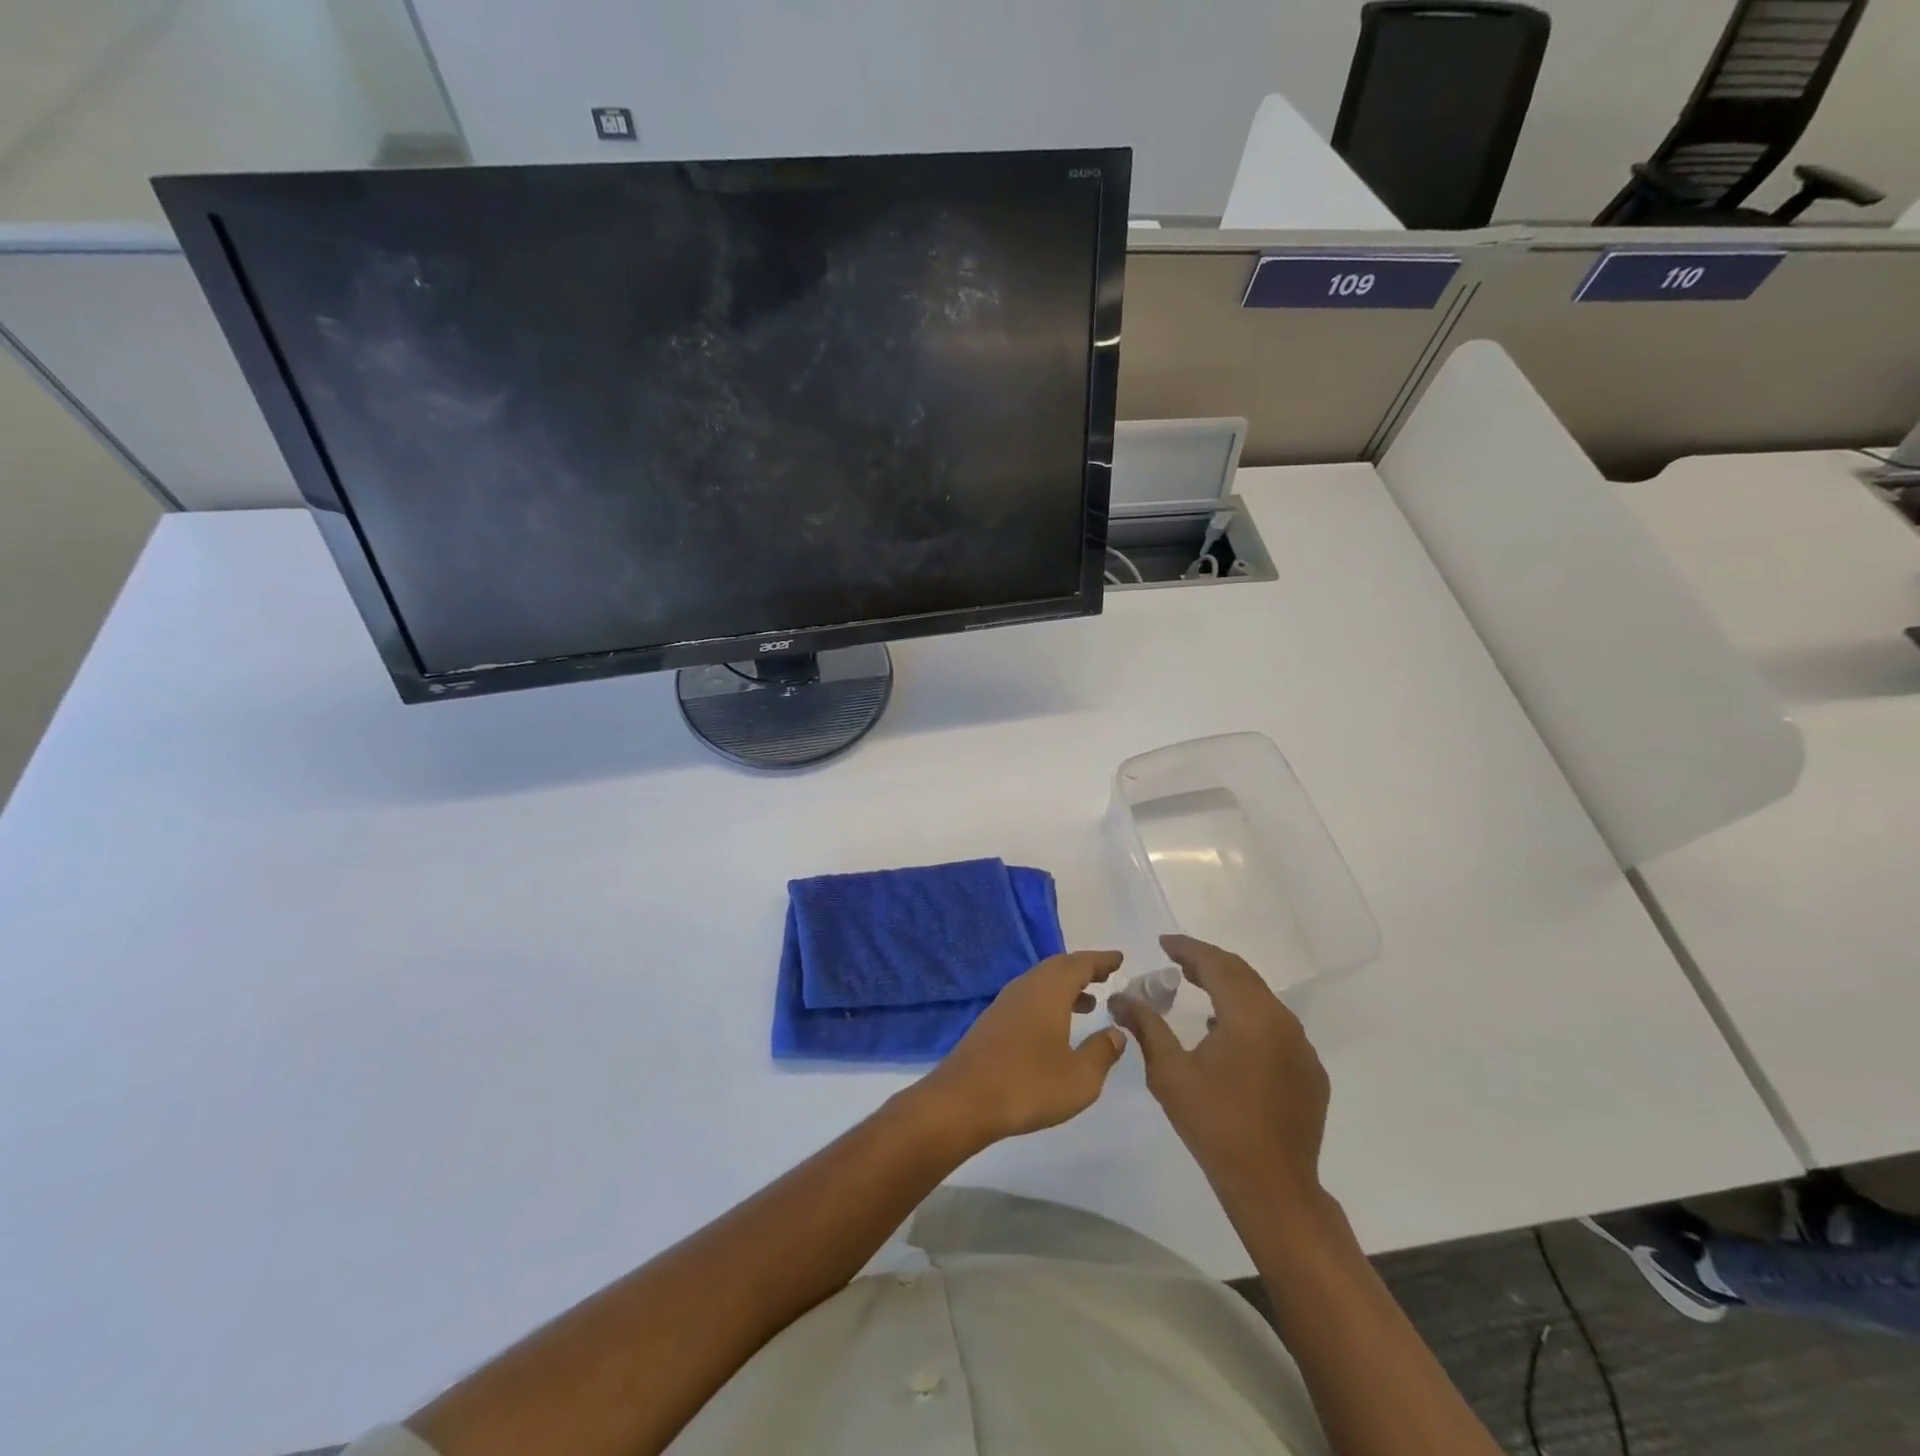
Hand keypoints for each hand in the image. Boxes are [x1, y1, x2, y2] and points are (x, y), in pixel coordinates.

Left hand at [916, 950, 1127, 1145]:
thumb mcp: (1080, 1078)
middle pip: (1058, 968)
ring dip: (1066, 987)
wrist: (963, 1101)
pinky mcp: (992, 1022)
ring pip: (1041, 983)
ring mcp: (1005, 1004)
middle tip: (1106, 975)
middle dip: (1083, 970)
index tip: (1119, 958)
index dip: (1101, 960)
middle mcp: (1026, 988)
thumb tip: (1116, 1033)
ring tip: (1089, 1002)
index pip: (1080, 964)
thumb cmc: (1028, 1085)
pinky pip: (1029, 998)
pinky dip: (1049, 1001)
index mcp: (1048, 991)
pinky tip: (1056, 1025)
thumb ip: (1101, 1052)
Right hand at [1110, 934, 1328, 1206]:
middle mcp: (1282, 1021)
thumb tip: (1121, 998)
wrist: (1273, 1187)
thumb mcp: (1170, 1074)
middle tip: (1177, 960)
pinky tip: (1227, 1034)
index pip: (1216, 964)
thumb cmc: (1215, 1125)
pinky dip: (1248, 1016)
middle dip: (1208, 962)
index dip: (1188, 948)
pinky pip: (1276, 1027)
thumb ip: (1146, 1027)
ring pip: (1261, 999)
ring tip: (1198, 988)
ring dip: (1229, 987)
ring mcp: (1301, 1047)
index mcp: (1249, 1016)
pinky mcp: (1310, 1071)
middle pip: (1242, 975)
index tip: (1163, 942)